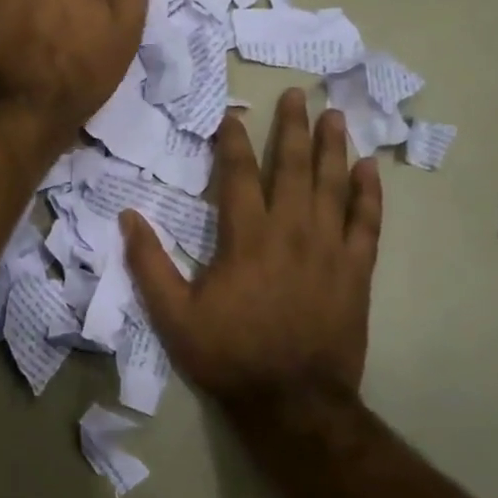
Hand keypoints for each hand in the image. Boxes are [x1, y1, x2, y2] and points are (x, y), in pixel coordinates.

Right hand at [122, 89, 382, 410]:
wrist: (294, 404)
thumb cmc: (230, 355)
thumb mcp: (174, 316)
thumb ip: (149, 263)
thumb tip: (127, 216)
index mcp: (246, 238)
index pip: (237, 175)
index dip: (233, 141)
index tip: (234, 115)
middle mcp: (291, 232)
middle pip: (292, 167)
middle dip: (292, 127)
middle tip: (297, 93)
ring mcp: (329, 250)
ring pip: (333, 186)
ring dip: (333, 147)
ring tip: (335, 115)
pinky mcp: (357, 272)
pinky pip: (367, 224)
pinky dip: (369, 194)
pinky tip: (370, 168)